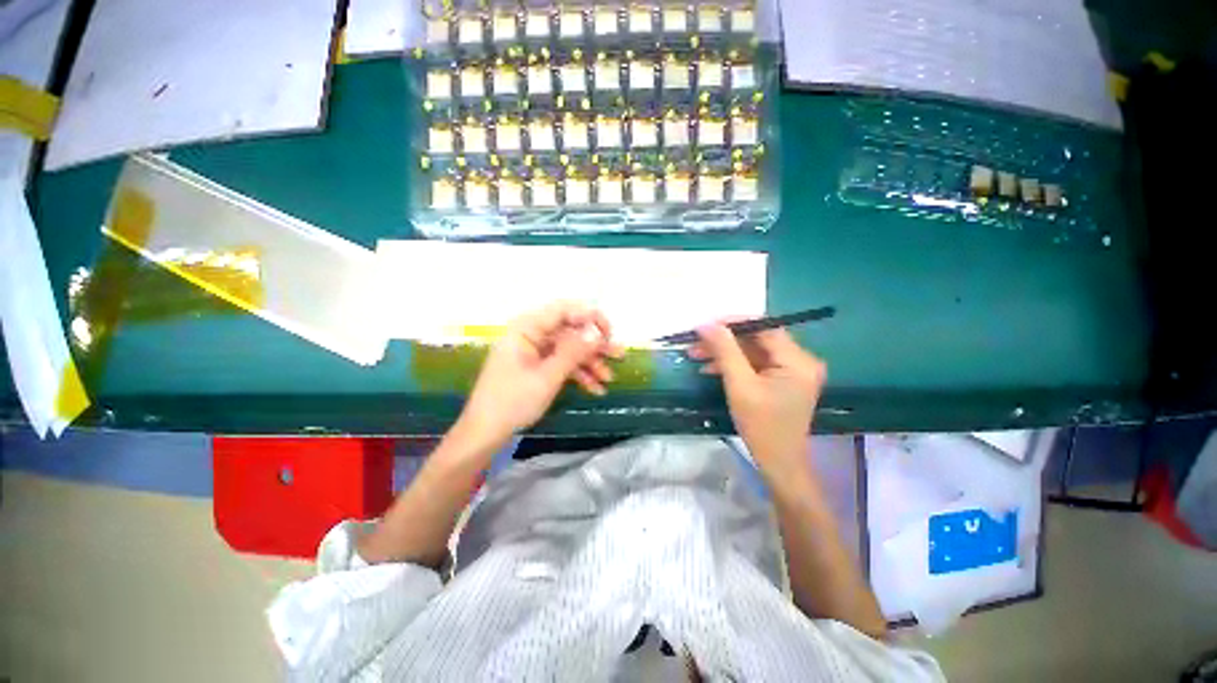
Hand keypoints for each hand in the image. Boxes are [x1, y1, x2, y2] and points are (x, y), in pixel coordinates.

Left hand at [456, 302, 622, 449]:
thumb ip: (573, 352)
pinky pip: (561, 364)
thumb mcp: (547, 376)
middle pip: (569, 331)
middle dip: (594, 345)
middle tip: (619, 354)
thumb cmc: (512, 401)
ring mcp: (533, 351)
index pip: (563, 310)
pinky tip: (596, 389)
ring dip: (589, 363)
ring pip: (568, 349)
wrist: (485, 433)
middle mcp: (531, 334)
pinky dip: (578, 374)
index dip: (589, 317)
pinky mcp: (536, 366)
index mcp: (526, 328)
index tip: (609, 332)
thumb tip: (596, 332)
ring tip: (610, 378)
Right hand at [689, 324, 825, 481]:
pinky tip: (711, 367)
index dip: (733, 322)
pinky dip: (734, 364)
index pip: (764, 327)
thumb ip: (724, 351)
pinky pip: (755, 363)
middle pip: (757, 338)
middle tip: (695, 342)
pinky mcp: (783, 379)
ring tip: (696, 354)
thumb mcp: (739, 386)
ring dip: (725, 352)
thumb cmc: (761, 427)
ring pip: (753, 350)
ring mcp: (793, 370)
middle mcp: (801, 359)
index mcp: (797, 360)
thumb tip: (706, 324)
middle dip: (724, 340)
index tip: (705, 325)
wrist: (779, 463)